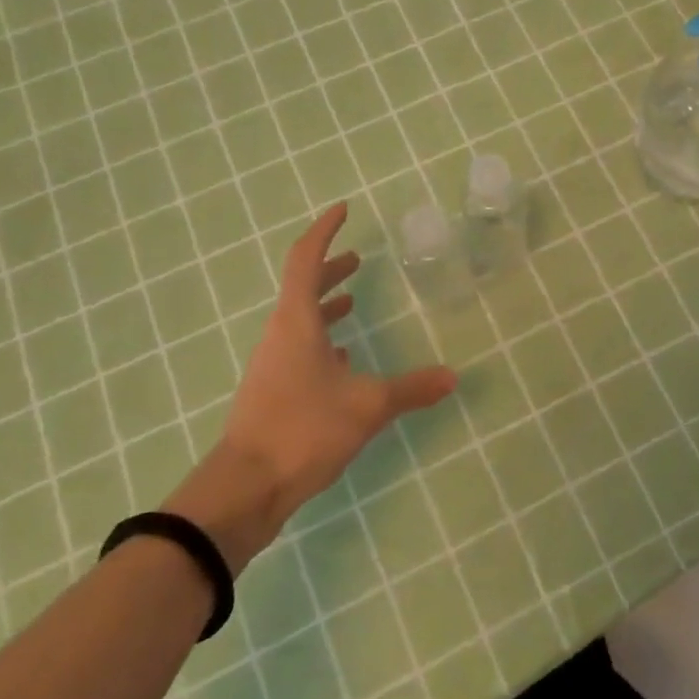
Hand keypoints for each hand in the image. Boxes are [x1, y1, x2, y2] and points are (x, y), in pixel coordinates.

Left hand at [166, 204, 458, 570]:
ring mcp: (272, 365)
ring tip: (353, 302)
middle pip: (302, 288)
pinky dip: (321, 341)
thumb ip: (411, 389)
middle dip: (330, 269)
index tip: (343, 211)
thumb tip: (453, 376)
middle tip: (357, 258)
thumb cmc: (303, 430)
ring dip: (325, 305)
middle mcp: (279, 336)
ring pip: (299, 321)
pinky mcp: (272, 392)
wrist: (245, 488)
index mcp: (296, 322)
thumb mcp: (367, 406)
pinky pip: (298, 350)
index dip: (324, 231)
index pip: (306, 260)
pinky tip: (343, 358)